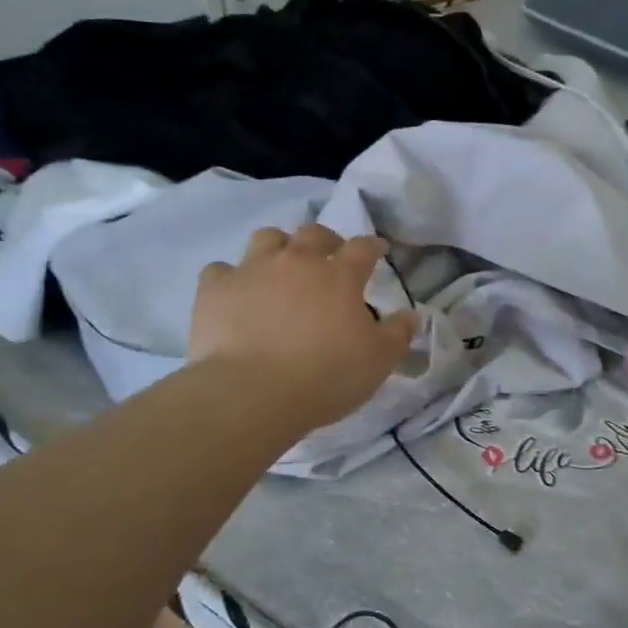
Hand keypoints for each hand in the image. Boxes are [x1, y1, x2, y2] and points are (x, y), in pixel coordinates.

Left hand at [189, 224, 416, 432]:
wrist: (252, 393)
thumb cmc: (326, 376)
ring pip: (266, 238)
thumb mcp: (378, 361)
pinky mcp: (215, 289)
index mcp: (339, 276)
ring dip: (278, 247)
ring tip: (280, 266)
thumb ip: (398, 334)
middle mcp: (296, 261)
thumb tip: (412, 315)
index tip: (377, 250)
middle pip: (313, 234)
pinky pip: (221, 270)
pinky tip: (236, 293)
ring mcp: (252, 270)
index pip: (362, 248)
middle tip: (329, 255)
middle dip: (326, 240)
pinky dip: (231, 278)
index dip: (372, 246)